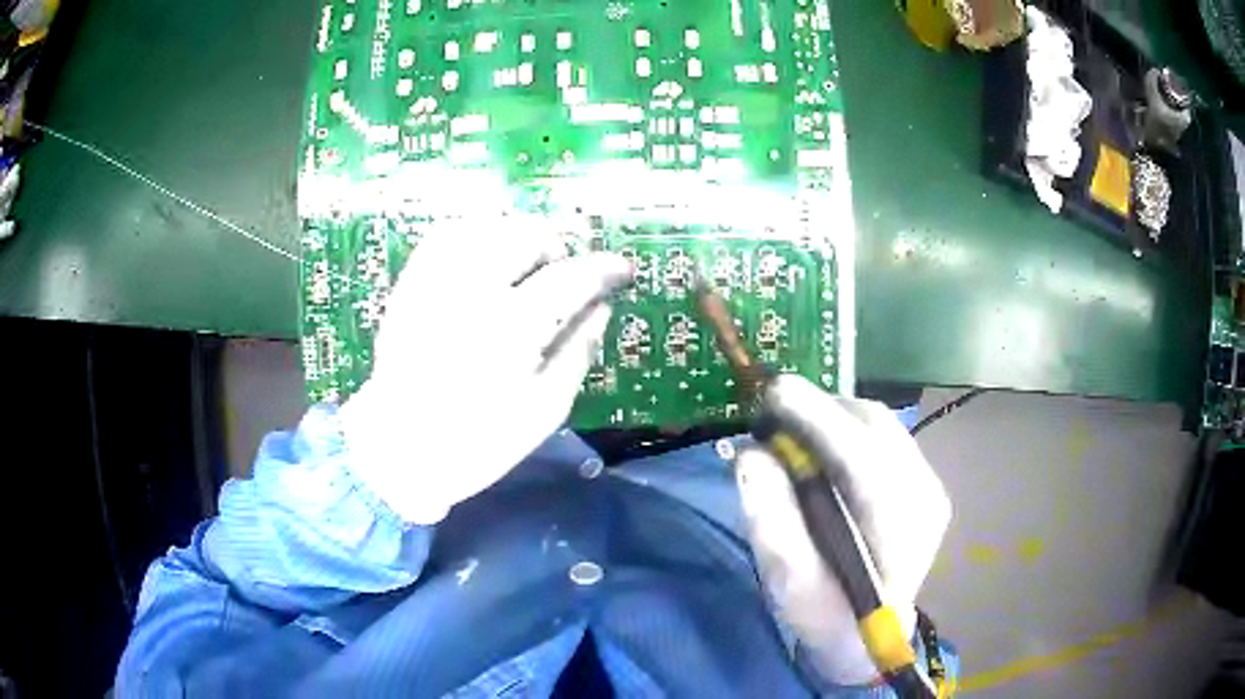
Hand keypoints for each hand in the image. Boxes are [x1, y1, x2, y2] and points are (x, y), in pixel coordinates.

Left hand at [339, 216, 630, 523]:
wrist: (398, 448)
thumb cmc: (478, 441)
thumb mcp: (545, 409)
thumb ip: (578, 350)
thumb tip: (602, 306)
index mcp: (511, 330)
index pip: (571, 278)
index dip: (603, 270)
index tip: (621, 270)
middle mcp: (472, 292)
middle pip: (527, 235)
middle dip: (558, 249)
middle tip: (564, 276)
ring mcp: (435, 282)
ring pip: (488, 226)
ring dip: (519, 238)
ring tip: (527, 266)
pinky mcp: (411, 283)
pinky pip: (448, 235)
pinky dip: (477, 235)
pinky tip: (487, 258)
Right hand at [735, 375, 951, 685]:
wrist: (870, 636)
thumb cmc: (828, 617)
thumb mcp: (790, 586)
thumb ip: (772, 524)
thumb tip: (751, 455)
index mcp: (898, 533)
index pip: (862, 458)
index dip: (818, 419)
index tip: (774, 392)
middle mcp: (925, 496)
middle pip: (875, 427)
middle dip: (821, 410)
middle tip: (773, 415)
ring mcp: (930, 484)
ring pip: (881, 423)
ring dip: (833, 415)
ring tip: (793, 429)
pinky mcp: (923, 479)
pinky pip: (884, 434)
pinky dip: (847, 428)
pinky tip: (823, 446)